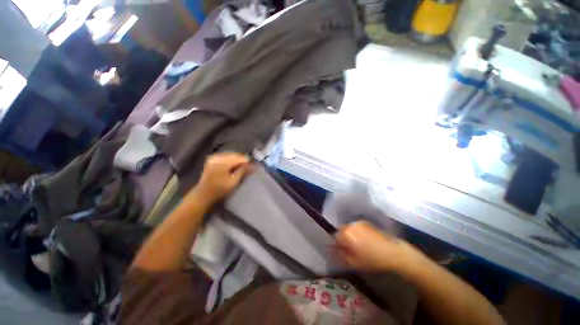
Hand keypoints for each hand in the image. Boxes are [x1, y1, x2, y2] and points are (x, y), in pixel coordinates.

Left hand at [193, 152, 251, 202]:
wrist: (203, 194)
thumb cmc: (219, 190)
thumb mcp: (233, 182)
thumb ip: (243, 171)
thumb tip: (252, 165)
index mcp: (222, 163)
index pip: (239, 158)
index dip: (247, 161)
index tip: (253, 166)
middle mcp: (217, 157)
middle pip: (235, 155)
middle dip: (242, 160)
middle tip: (249, 166)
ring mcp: (213, 157)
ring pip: (230, 155)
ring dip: (237, 159)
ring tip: (242, 166)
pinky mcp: (212, 159)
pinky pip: (225, 156)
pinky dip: (231, 160)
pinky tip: (234, 165)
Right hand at [335, 221, 419, 272]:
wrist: (392, 252)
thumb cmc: (372, 259)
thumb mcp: (354, 262)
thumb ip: (341, 254)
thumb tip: (333, 249)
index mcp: (346, 234)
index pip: (335, 237)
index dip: (338, 244)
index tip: (343, 250)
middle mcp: (350, 225)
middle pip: (341, 230)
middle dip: (343, 238)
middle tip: (350, 248)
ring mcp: (358, 222)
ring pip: (348, 228)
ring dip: (350, 234)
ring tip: (358, 243)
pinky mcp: (366, 222)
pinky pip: (356, 226)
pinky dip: (356, 231)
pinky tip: (364, 239)